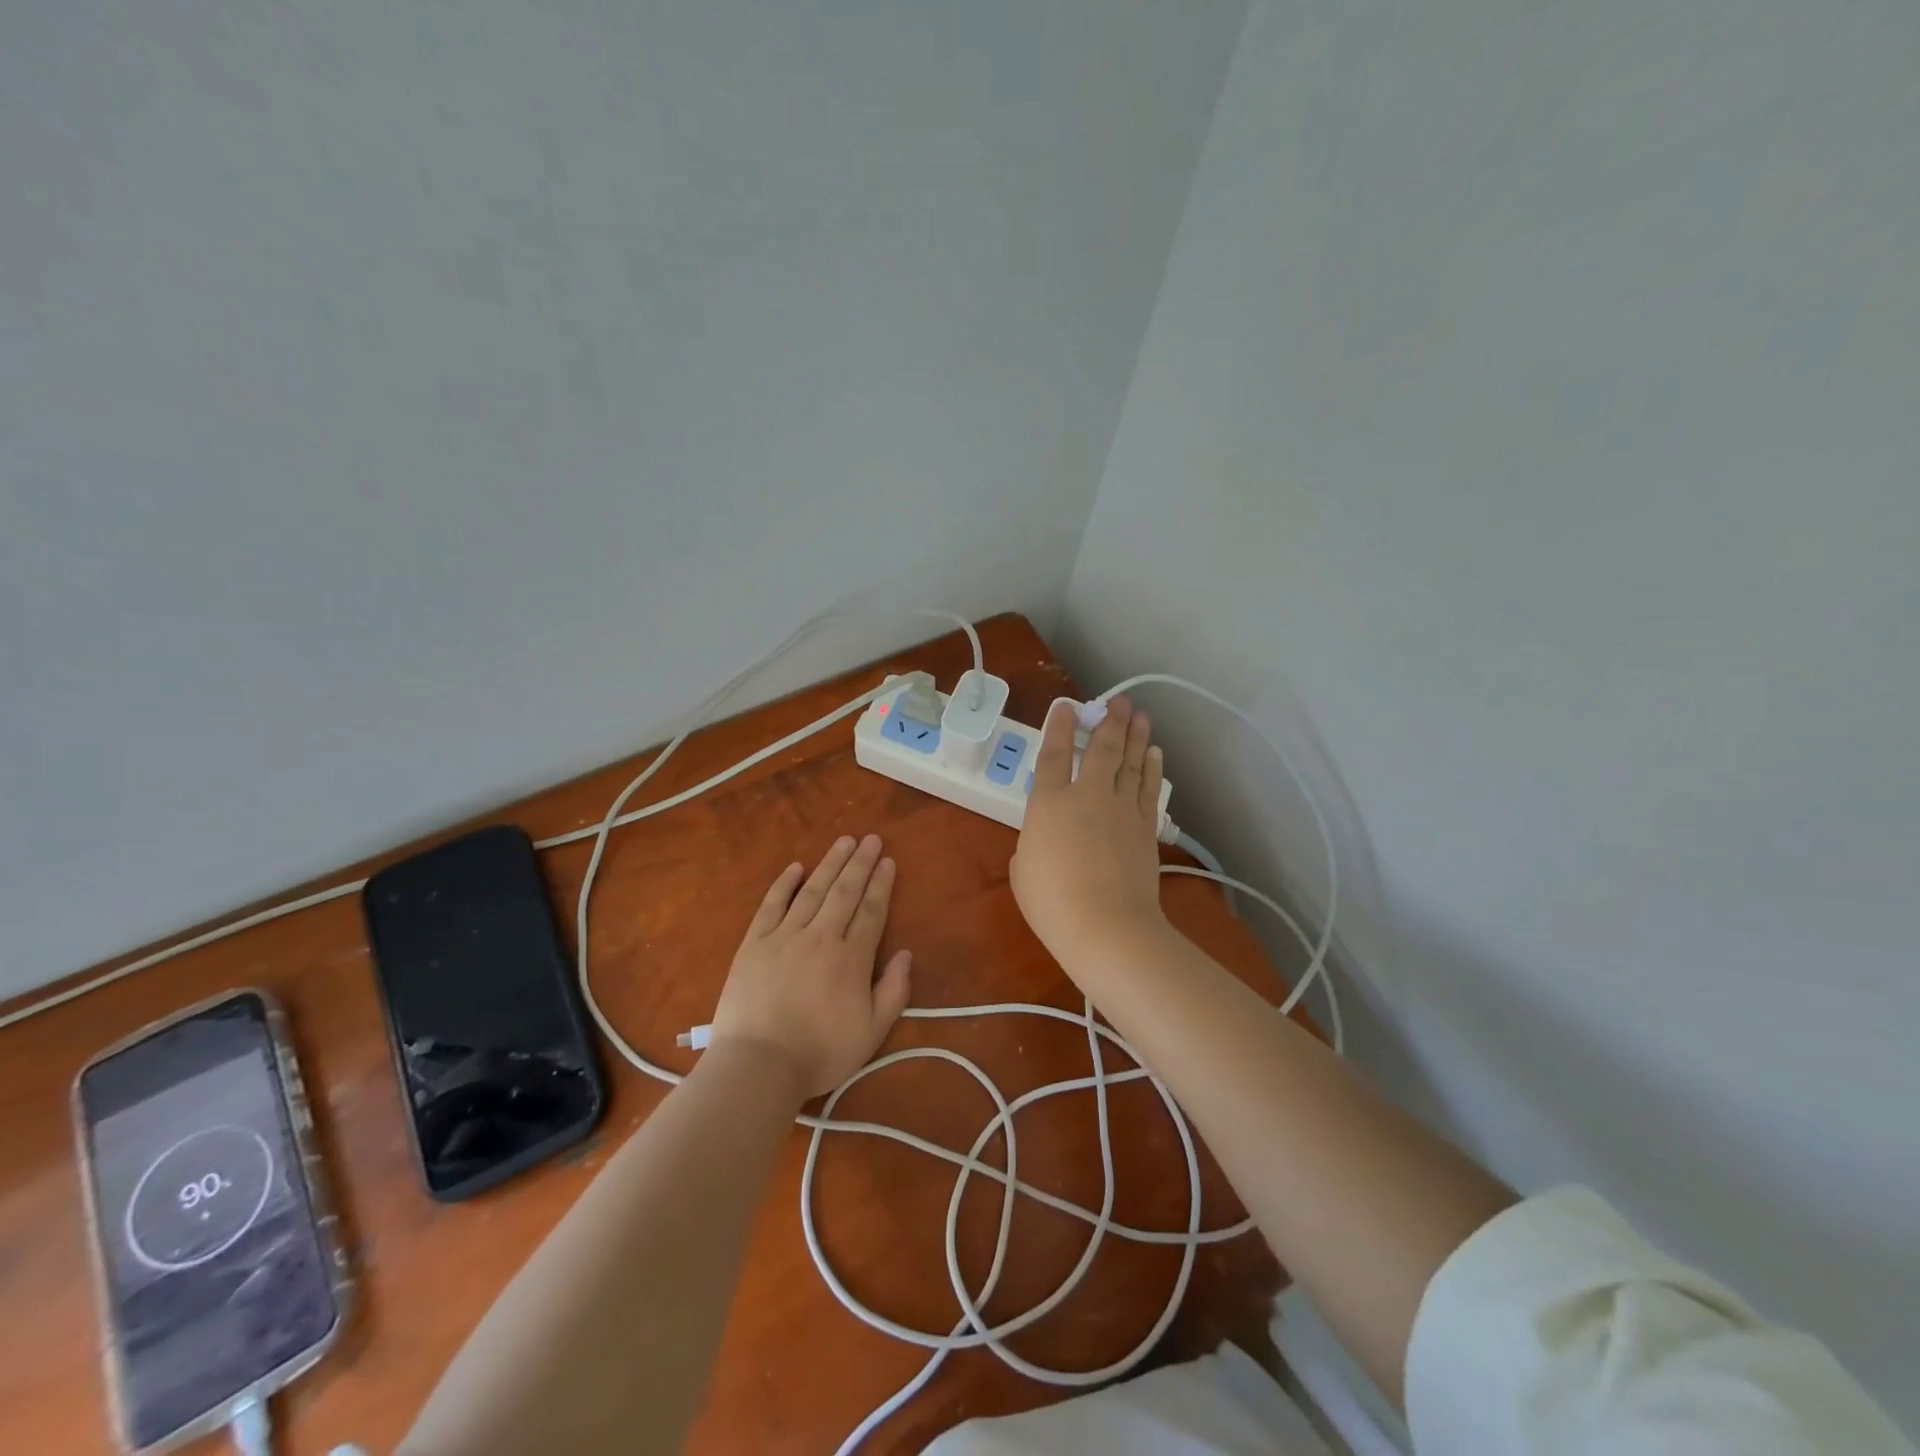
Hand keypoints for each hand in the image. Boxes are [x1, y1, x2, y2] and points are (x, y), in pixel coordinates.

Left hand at [708, 834, 912, 1101]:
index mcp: (851, 958)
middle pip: (845, 892)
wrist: (758, 1065)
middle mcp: (820, 937)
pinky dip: (785, 884)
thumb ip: (893, 991)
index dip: (881, 885)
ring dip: (830, 864)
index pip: (871, 911)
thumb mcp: (871, 1033)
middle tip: (871, 839)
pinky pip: (772, 905)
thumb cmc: (819, 1053)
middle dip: (860, 863)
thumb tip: (906, 954)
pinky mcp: (754, 944)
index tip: (888, 861)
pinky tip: (796, 867)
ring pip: (813, 891)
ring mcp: (784, 937)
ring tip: (844, 841)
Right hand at [1010, 696, 1167, 969]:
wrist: (1108, 927)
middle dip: (1109, 722)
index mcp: (1048, 803)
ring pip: (1130, 762)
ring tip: (1139, 715)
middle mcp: (1087, 795)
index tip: (1067, 706)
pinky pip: (1148, 788)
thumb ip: (1031, 843)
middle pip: (1101, 749)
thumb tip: (1044, 839)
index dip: (1059, 727)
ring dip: (1135, 736)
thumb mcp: (1022, 870)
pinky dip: (1151, 768)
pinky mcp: (1145, 827)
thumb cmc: (1053, 903)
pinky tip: (1153, 753)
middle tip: (1118, 702)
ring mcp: (1122, 809)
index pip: (1054, 754)